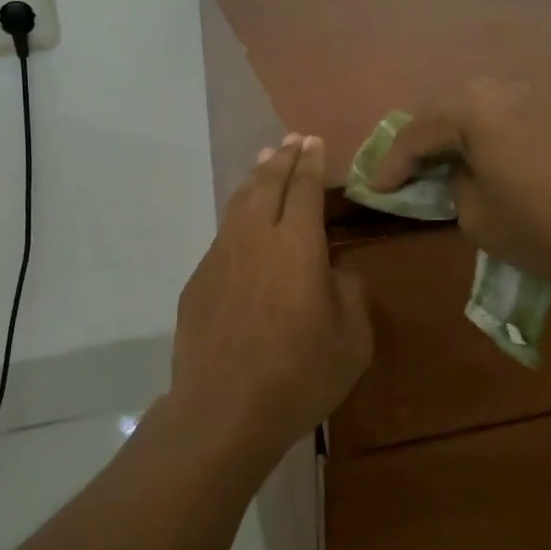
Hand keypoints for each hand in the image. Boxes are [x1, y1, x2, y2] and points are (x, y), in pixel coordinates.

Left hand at [172, 135, 372, 463]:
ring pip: (239, 203)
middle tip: (291, 140)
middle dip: (283, 159)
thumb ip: (349, 293)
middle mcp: (256, 238)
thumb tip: (335, 271)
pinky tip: (242, 223)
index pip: (305, 188)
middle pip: (268, 184)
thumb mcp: (351, 340)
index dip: (311, 162)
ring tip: (264, 163)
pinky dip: (237, 215)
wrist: (223, 409)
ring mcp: (221, 256)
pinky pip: (223, 234)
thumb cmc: (298, 375)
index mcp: (298, 246)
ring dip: (256, 179)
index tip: (313, 141)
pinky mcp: (199, 279)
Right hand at [367, 79, 550, 292]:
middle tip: (405, 174)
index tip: (373, 190)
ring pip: (479, 114)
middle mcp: (500, 89)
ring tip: (447, 168)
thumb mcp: (481, 221)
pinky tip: (493, 166)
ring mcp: (537, 96)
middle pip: (445, 114)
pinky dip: (490, 141)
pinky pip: (509, 121)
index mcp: (471, 108)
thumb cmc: (550, 221)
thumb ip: (456, 192)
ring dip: (458, 140)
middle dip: (421, 145)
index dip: (390, 166)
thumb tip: (464, 177)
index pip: (414, 135)